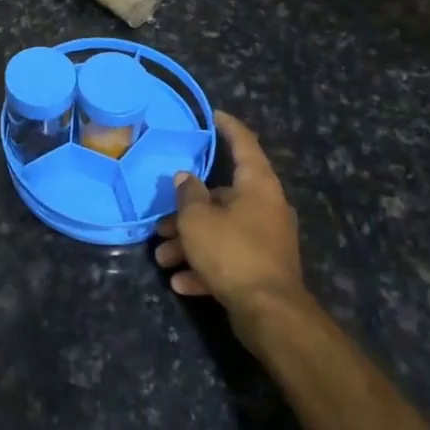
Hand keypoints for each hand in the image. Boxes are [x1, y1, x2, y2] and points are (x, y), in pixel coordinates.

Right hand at [155, 114, 303, 311]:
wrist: (269, 314)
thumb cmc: (233, 252)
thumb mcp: (198, 219)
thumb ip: (188, 194)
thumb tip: (187, 178)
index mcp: (258, 185)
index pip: (244, 144)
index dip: (227, 127)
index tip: (212, 115)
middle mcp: (266, 207)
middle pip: (222, 197)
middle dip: (187, 210)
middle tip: (161, 222)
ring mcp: (267, 240)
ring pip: (221, 231)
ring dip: (190, 243)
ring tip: (163, 259)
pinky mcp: (262, 269)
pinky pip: (229, 259)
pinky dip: (206, 267)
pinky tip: (182, 283)